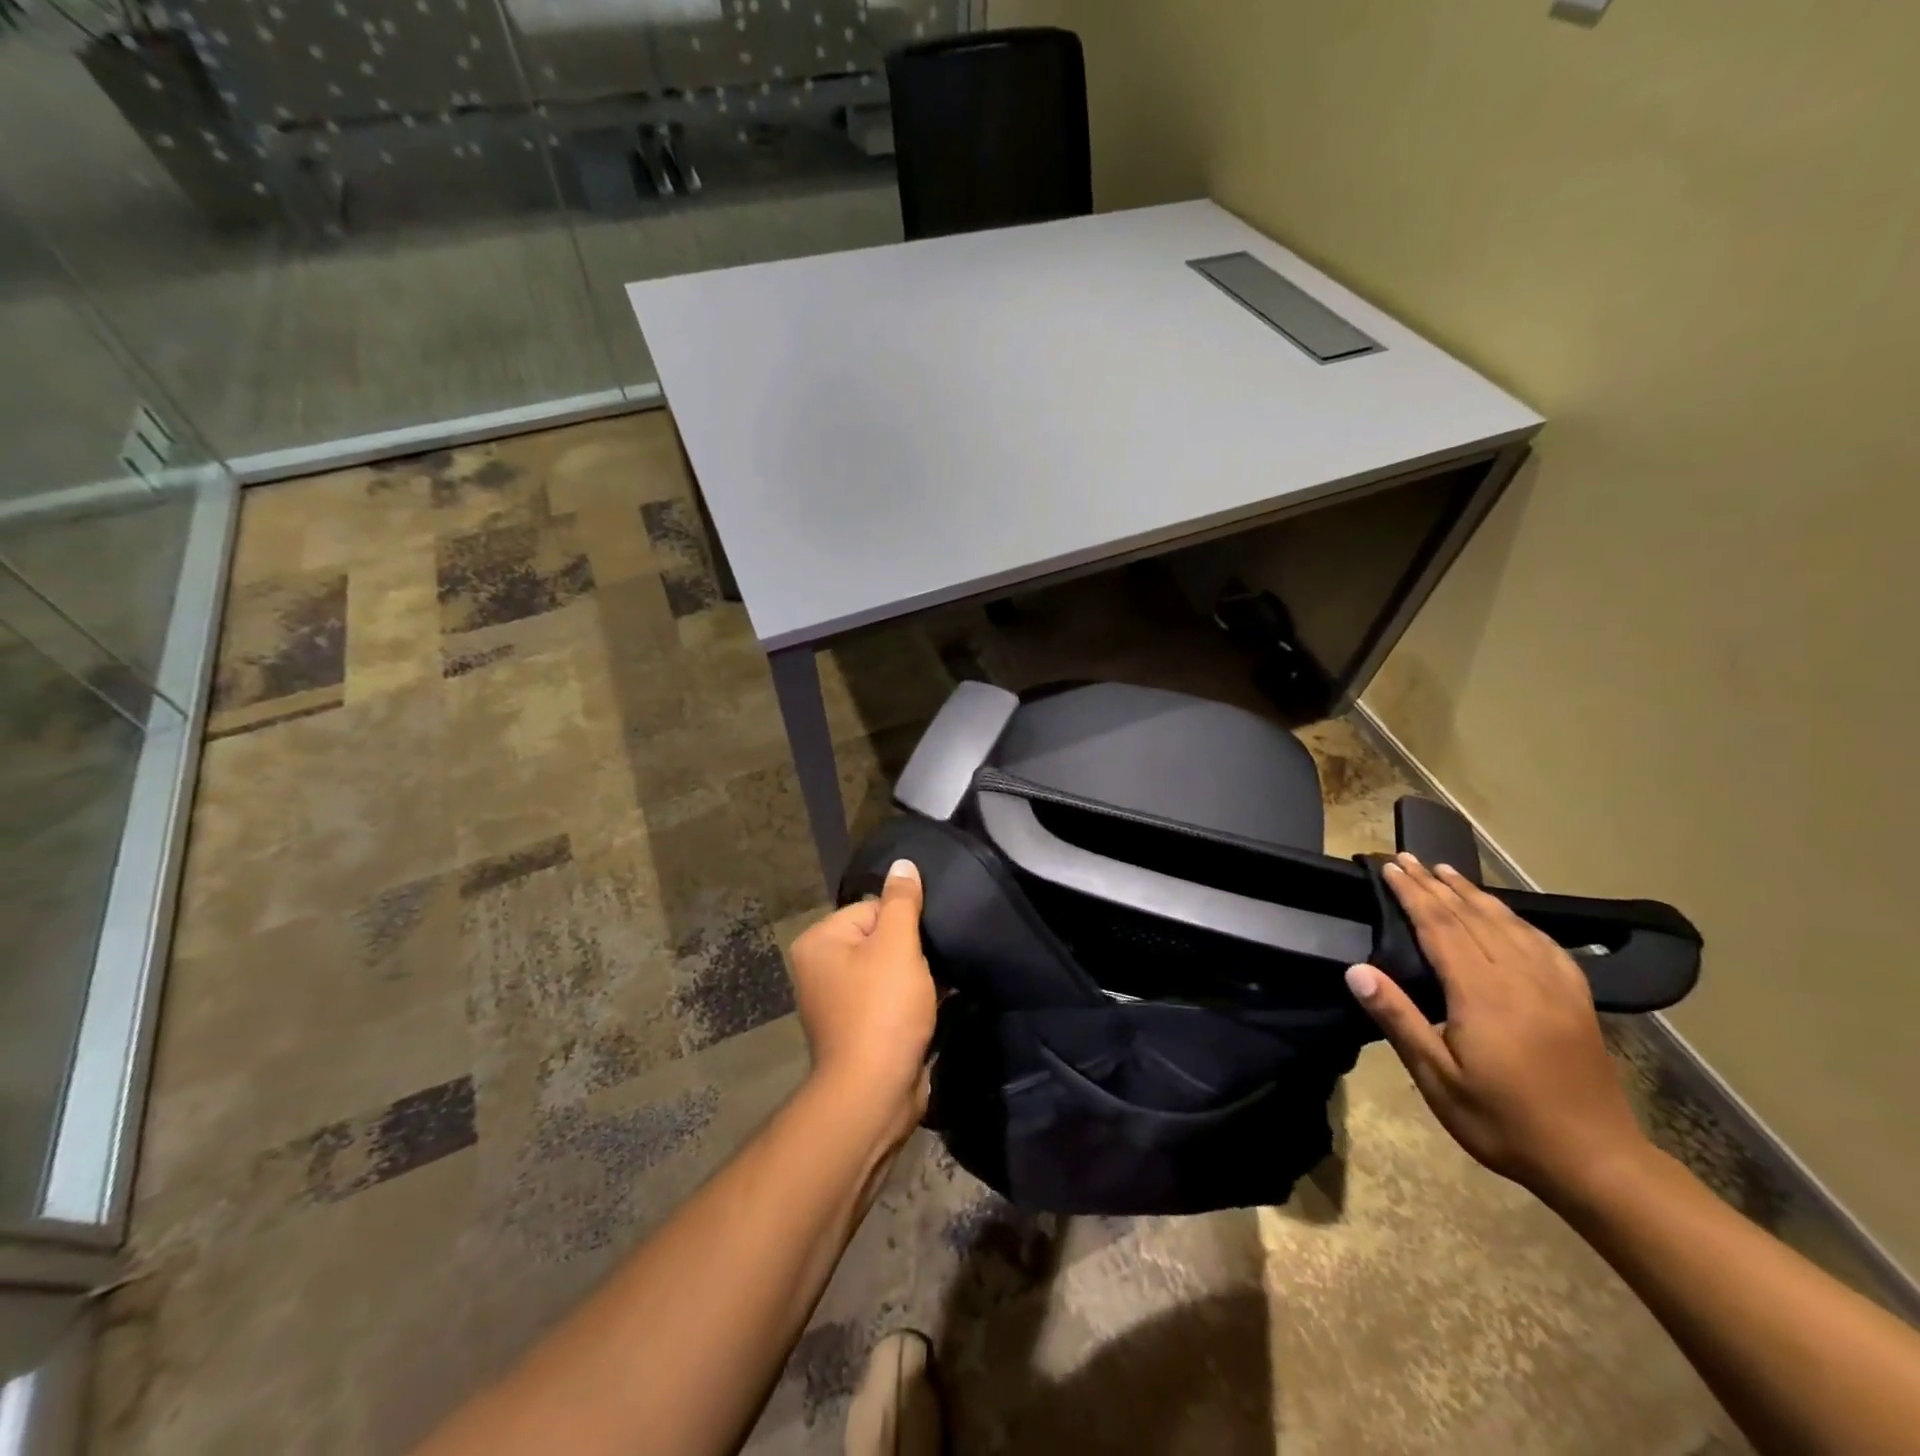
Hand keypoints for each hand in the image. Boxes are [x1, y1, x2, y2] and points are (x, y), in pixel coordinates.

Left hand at [787, 860, 937, 1135]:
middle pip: (880, 938)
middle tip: (935, 965)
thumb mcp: (897, 945)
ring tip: (938, 986)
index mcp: (819, 942)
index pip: (871, 908)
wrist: (875, 1094)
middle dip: (912, 950)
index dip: (905, 922)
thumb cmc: (882, 1010)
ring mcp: (838, 1002)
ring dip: (916, 977)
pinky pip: (889, 999)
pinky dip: (911, 1000)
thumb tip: (903, 863)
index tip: (926, 942)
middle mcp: (820, 968)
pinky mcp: (859, 1029)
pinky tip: (935, 1006)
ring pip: (889, 970)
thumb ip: (902, 901)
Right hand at [1345, 854, 1651, 1201]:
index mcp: (1483, 995)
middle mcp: (1520, 978)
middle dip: (1435, 884)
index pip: (1440, 928)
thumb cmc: (1504, 1122)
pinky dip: (1516, 918)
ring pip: (1507, 923)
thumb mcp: (1438, 1079)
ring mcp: (1554, 987)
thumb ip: (1398, 1020)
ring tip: (1446, 870)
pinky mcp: (1576, 1000)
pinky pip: (1543, 944)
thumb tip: (1357, 970)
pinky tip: (1505, 913)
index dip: (1413, 894)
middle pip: (1471, 917)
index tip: (1389, 868)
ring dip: (1472, 893)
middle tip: (1407, 857)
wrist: (1599, 1163)